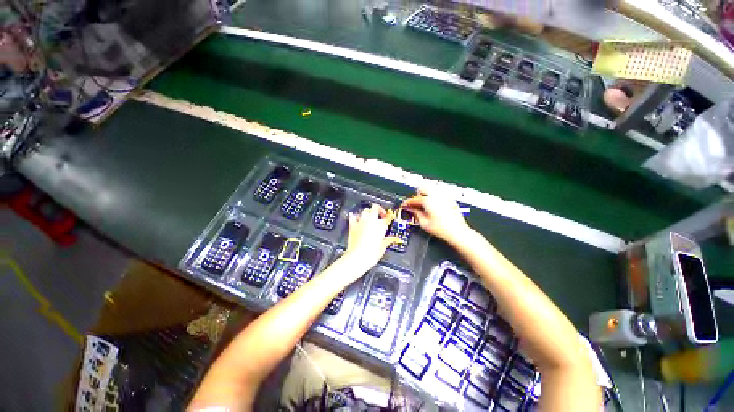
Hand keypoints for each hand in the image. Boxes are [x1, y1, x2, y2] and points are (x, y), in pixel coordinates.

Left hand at [343, 204, 402, 271]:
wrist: (358, 257)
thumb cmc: (371, 254)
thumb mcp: (383, 247)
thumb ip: (389, 240)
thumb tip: (395, 239)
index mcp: (381, 226)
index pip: (388, 216)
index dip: (390, 215)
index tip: (390, 216)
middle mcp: (371, 221)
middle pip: (375, 208)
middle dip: (378, 210)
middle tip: (380, 215)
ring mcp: (361, 222)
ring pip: (365, 210)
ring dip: (368, 212)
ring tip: (370, 217)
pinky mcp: (353, 225)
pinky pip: (353, 216)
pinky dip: (355, 216)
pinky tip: (355, 217)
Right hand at [402, 187, 471, 243]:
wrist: (457, 232)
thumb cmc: (442, 229)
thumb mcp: (424, 223)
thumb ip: (415, 213)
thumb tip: (410, 209)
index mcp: (428, 201)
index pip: (414, 199)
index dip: (407, 203)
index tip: (405, 205)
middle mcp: (436, 195)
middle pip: (422, 187)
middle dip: (417, 195)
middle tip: (416, 204)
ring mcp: (444, 196)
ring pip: (431, 187)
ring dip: (425, 193)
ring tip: (425, 204)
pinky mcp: (450, 198)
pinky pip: (439, 192)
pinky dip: (434, 195)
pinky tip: (434, 204)